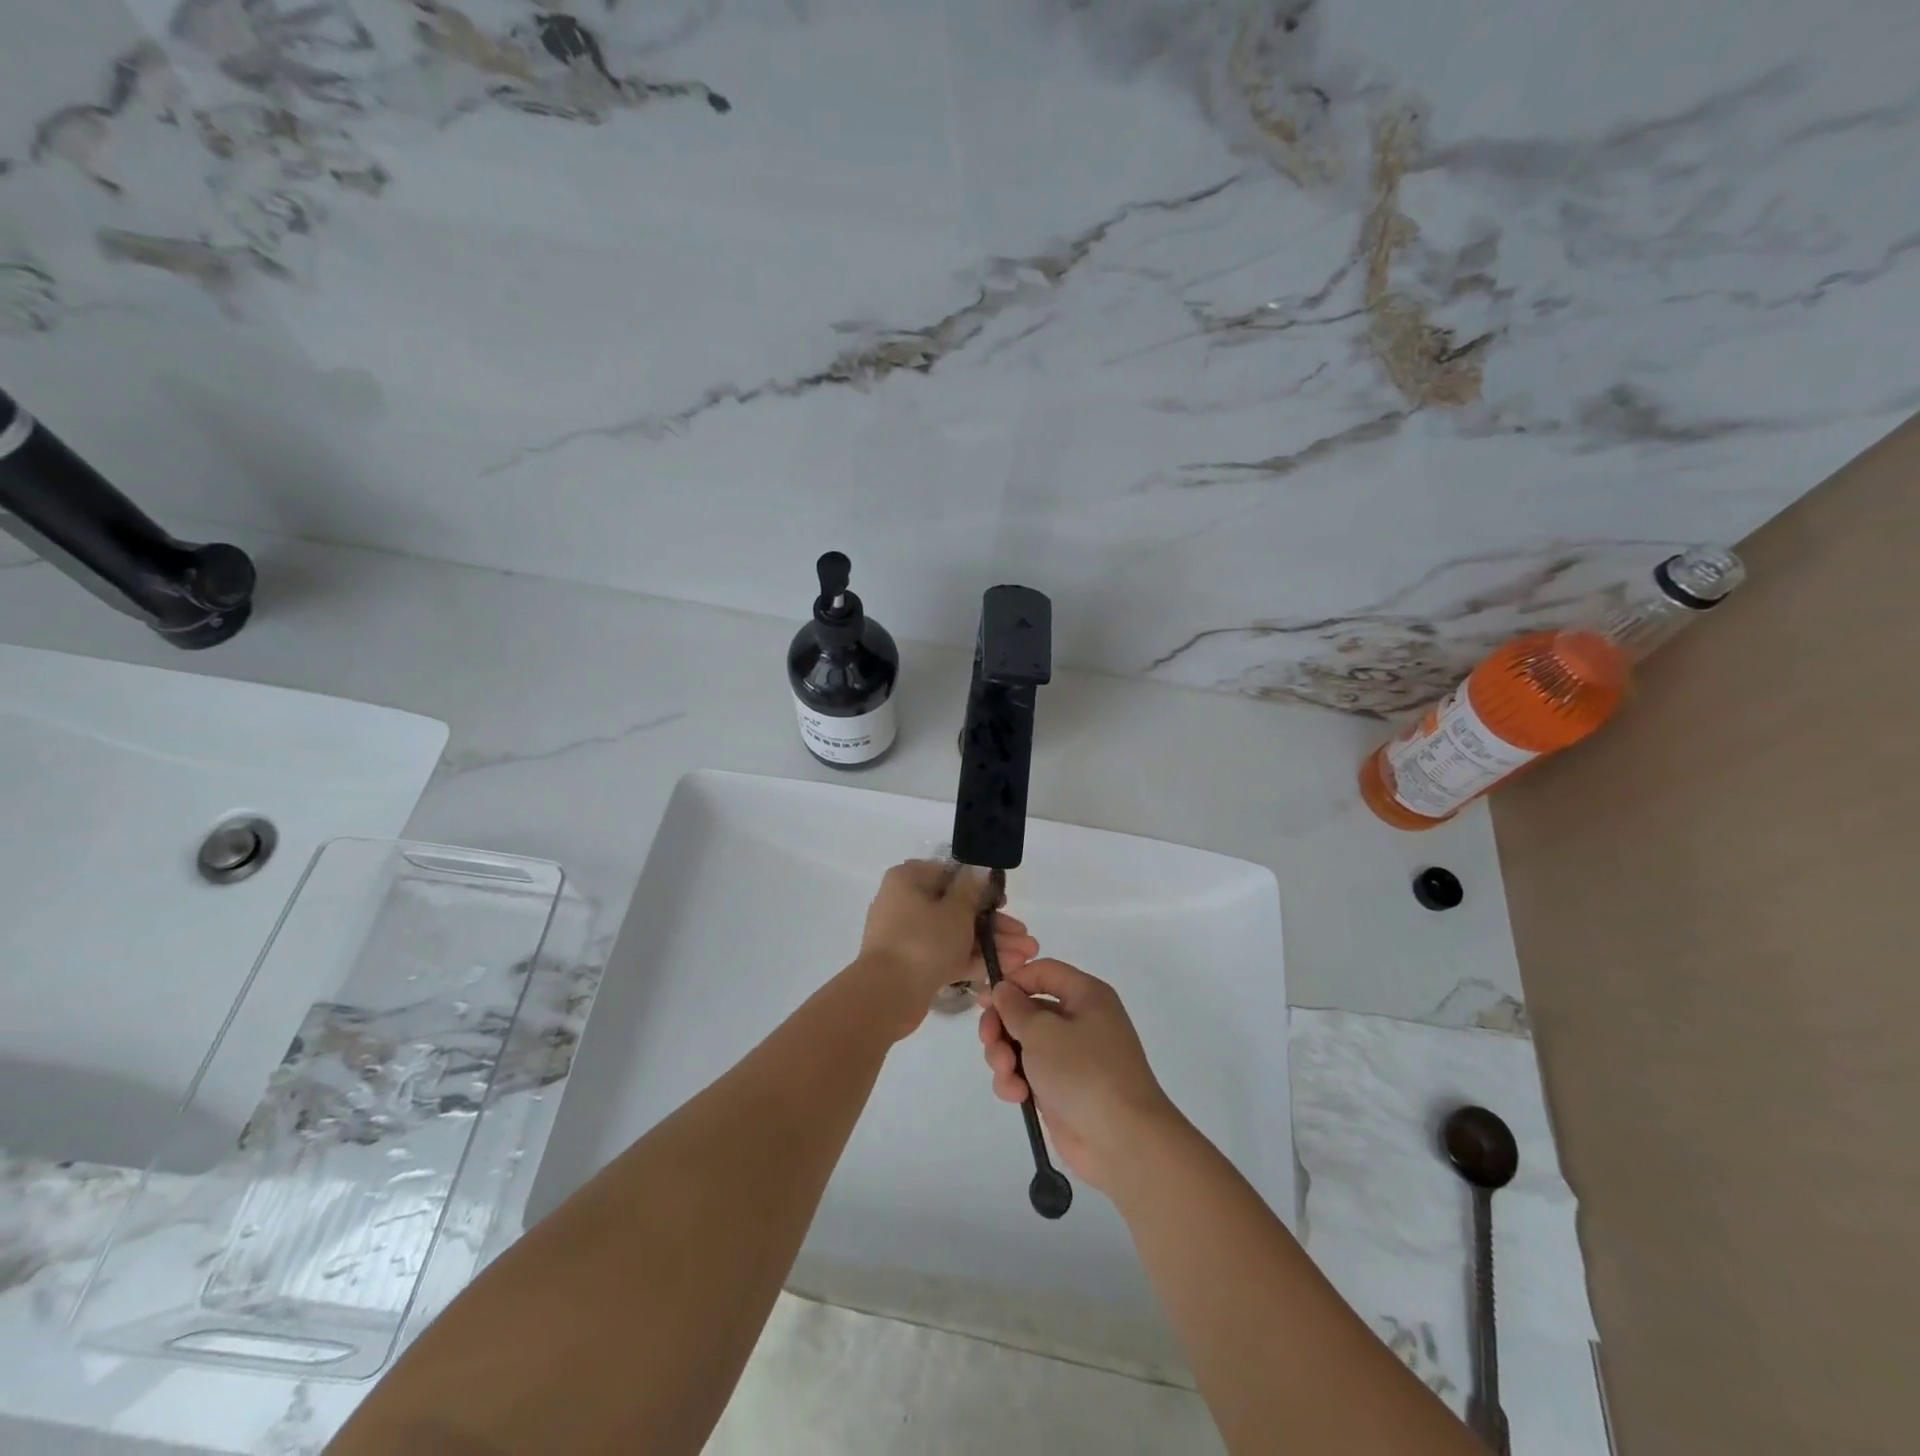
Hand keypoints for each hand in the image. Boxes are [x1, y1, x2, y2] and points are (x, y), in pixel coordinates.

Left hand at [853, 861, 1038, 1038]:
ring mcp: (909, 936)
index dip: (981, 887)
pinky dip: (974, 960)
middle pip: (957, 908)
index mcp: (909, 880)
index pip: (950, 874)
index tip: (1005, 902)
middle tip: (1026, 938)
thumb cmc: (923, 941)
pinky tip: (1007, 968)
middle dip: (995, 924)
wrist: (887, 995)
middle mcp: (905, 903)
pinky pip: (948, 955)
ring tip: (1026, 957)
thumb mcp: (956, 910)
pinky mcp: (914, 964)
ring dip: (991, 944)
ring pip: (956, 934)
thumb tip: (979, 867)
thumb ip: (972, 889)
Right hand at [976, 959, 1178, 1189]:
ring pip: (1023, 1043)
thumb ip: (1015, 1007)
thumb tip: (1003, 989)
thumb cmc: (1084, 1072)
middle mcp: (1080, 1020)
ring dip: (1005, 1056)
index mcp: (1085, 996)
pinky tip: (1016, 1095)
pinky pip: (1029, 1073)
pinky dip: (1016, 1080)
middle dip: (1002, 1025)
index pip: (1043, 972)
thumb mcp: (1043, 1032)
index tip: (985, 999)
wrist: (1122, 1140)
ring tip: (1006, 1073)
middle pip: (1027, 1009)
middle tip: (988, 1040)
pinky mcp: (1061, 1088)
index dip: (1013, 981)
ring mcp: (1070, 1056)